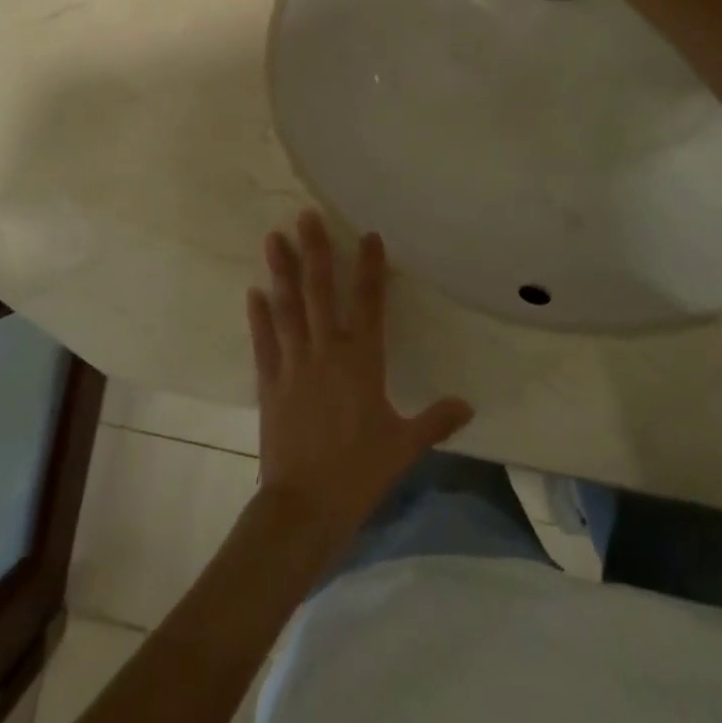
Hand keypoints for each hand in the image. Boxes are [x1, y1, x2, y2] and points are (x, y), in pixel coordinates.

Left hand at [247, 211, 473, 545]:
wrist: (305, 506)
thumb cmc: (360, 472)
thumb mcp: (404, 446)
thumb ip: (435, 420)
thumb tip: (468, 406)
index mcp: (362, 360)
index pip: (369, 302)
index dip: (370, 267)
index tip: (369, 236)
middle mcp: (326, 350)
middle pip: (320, 291)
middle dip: (315, 250)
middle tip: (306, 215)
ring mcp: (293, 364)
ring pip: (287, 307)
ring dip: (281, 271)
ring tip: (274, 238)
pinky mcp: (269, 382)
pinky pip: (263, 342)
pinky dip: (258, 316)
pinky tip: (253, 292)